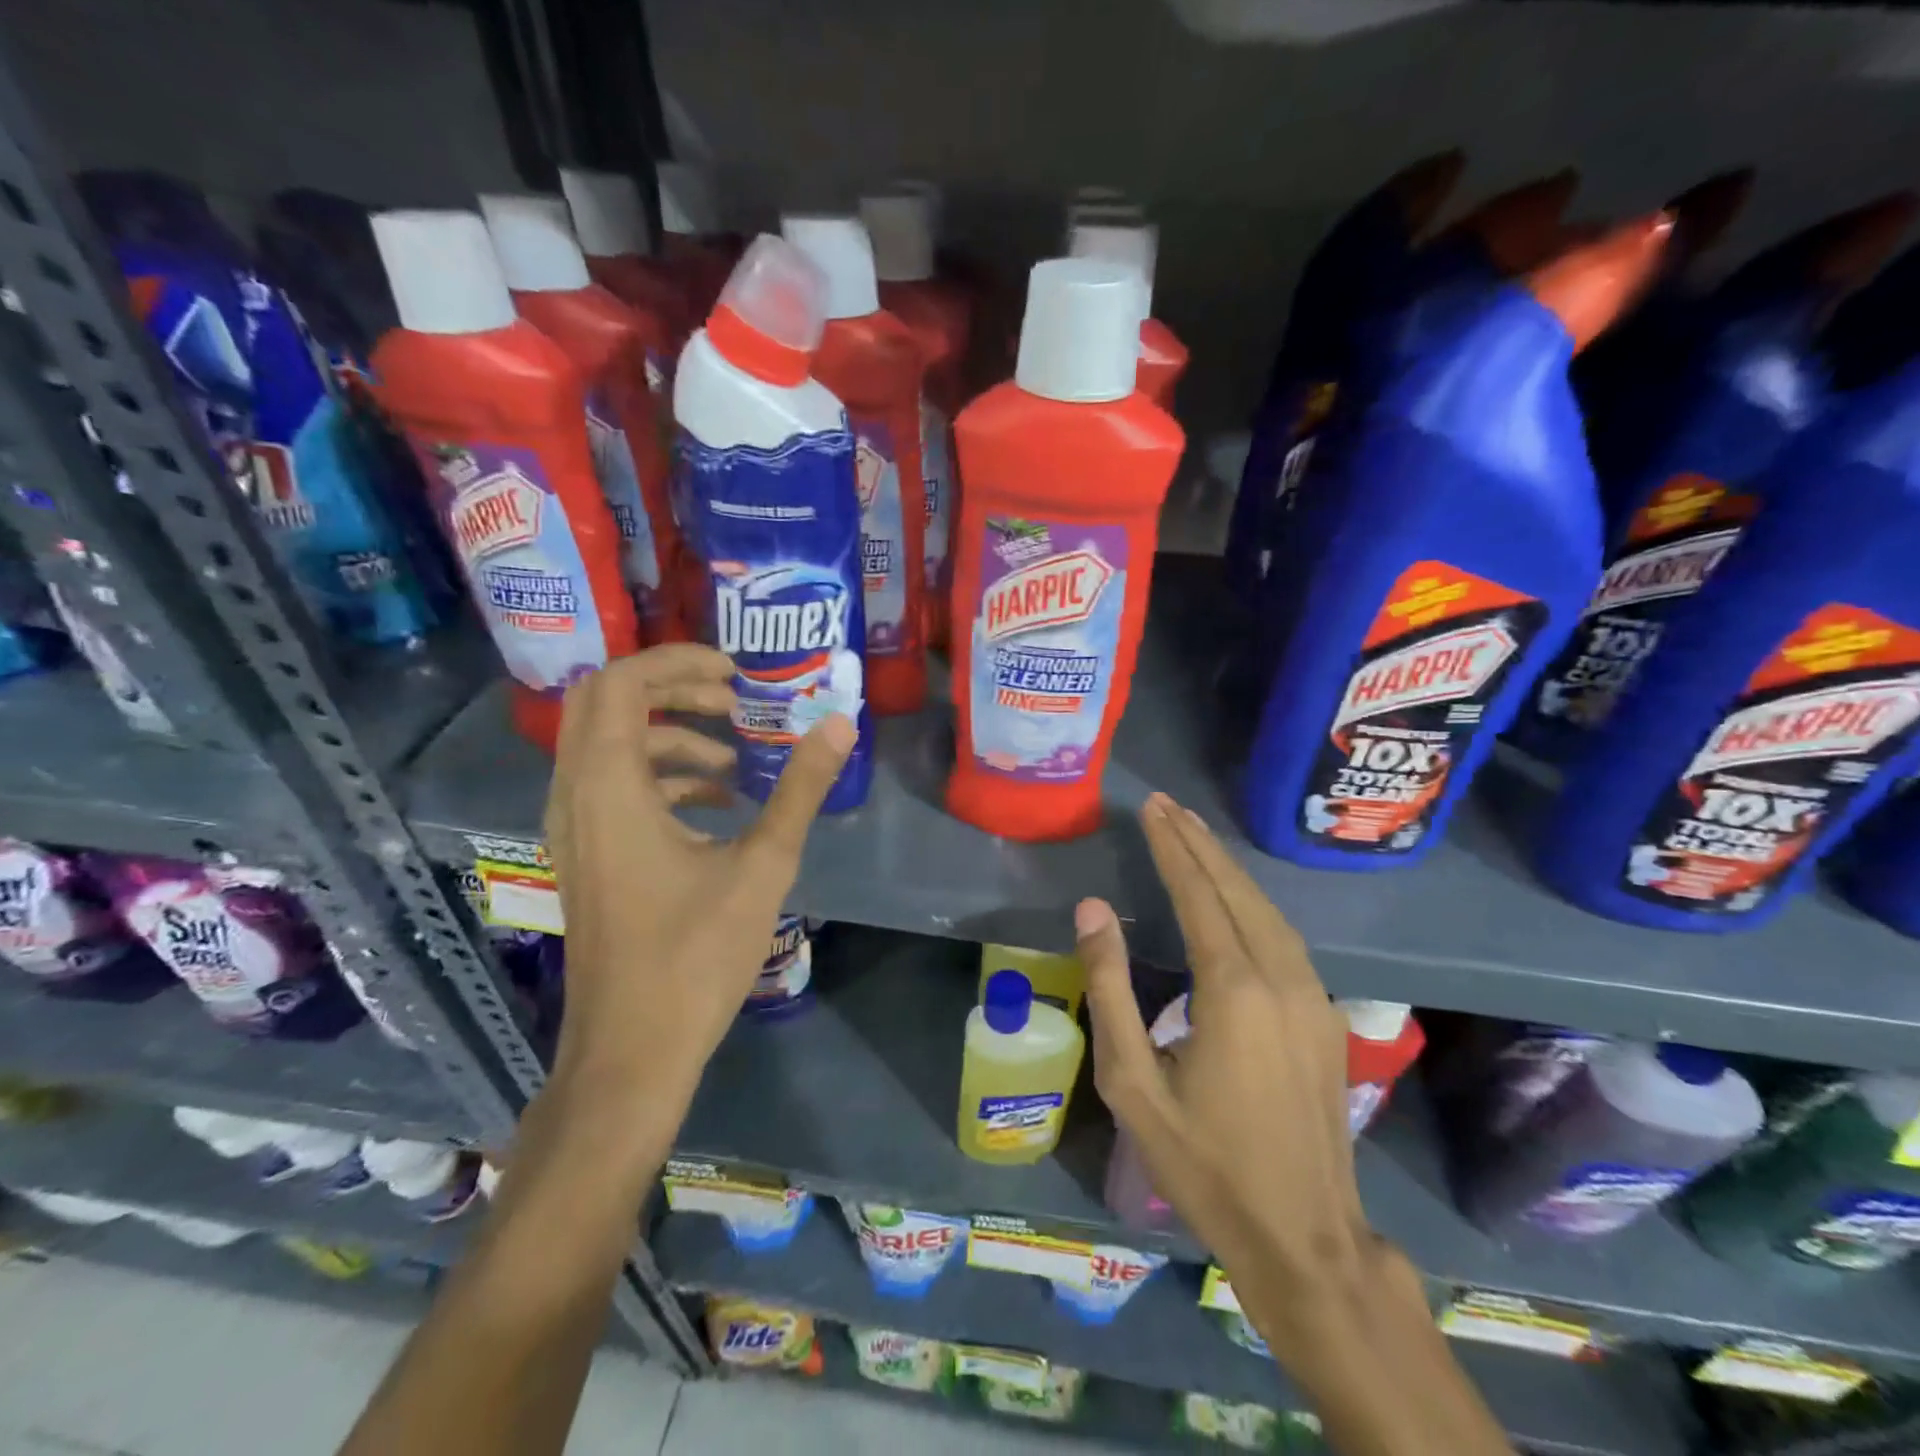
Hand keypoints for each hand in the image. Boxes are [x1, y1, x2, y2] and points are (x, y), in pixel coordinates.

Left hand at [542, 645, 855, 1113]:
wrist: (632, 1051)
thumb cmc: (695, 956)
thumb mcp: (762, 866)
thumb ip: (801, 789)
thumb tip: (840, 725)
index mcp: (608, 788)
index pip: (622, 682)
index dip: (678, 662)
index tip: (737, 674)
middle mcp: (576, 796)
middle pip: (605, 703)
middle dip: (672, 690)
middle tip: (734, 703)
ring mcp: (574, 829)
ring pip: (609, 746)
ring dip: (671, 737)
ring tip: (737, 763)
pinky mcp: (586, 856)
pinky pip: (614, 787)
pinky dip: (662, 778)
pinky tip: (717, 809)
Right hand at [1079, 792, 1370, 1350]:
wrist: (1305, 1237)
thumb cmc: (1204, 1162)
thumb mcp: (1132, 1082)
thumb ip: (1109, 988)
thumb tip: (1092, 910)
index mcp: (1233, 990)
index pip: (1197, 894)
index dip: (1171, 847)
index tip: (1150, 808)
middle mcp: (1281, 977)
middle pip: (1236, 890)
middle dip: (1198, 843)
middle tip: (1167, 805)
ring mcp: (1314, 995)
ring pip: (1267, 909)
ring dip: (1228, 868)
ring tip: (1194, 834)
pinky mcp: (1327, 1015)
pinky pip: (1285, 937)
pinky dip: (1253, 901)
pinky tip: (1236, 897)